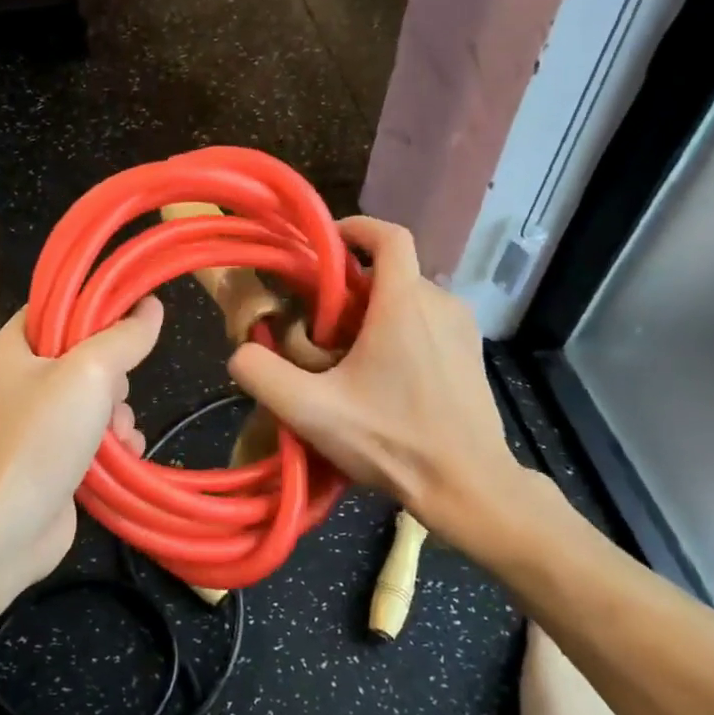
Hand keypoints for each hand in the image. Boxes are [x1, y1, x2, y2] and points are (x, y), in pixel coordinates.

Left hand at [0, 297, 163, 581]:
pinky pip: (90, 435)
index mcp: (8, 350)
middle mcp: (14, 383)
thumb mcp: (88, 374)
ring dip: (117, 414)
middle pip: (78, 356)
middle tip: (116, 391)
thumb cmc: (40, 439)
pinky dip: (111, 443)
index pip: (51, 309)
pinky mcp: (48, 459)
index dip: (91, 308)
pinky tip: (125, 454)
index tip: (131, 315)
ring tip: (119, 435)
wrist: (7, 530)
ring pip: (91, 399)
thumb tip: (151, 306)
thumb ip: (123, 338)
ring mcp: (31, 425)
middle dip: (112, 375)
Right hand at [228, 218, 567, 567]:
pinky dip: (401, 331)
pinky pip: (429, 323)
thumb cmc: (391, 441)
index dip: (356, 228)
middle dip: (352, 289)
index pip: (389, 236)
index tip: (326, 244)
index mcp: (404, 303)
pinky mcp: (472, 354)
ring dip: (375, 313)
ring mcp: (462, 329)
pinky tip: (385, 379)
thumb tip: (241, 351)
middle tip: (321, 329)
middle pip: (389, 274)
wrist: (468, 486)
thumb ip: (262, 374)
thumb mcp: (310, 411)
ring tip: (349, 358)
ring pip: (409, 299)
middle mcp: (440, 303)